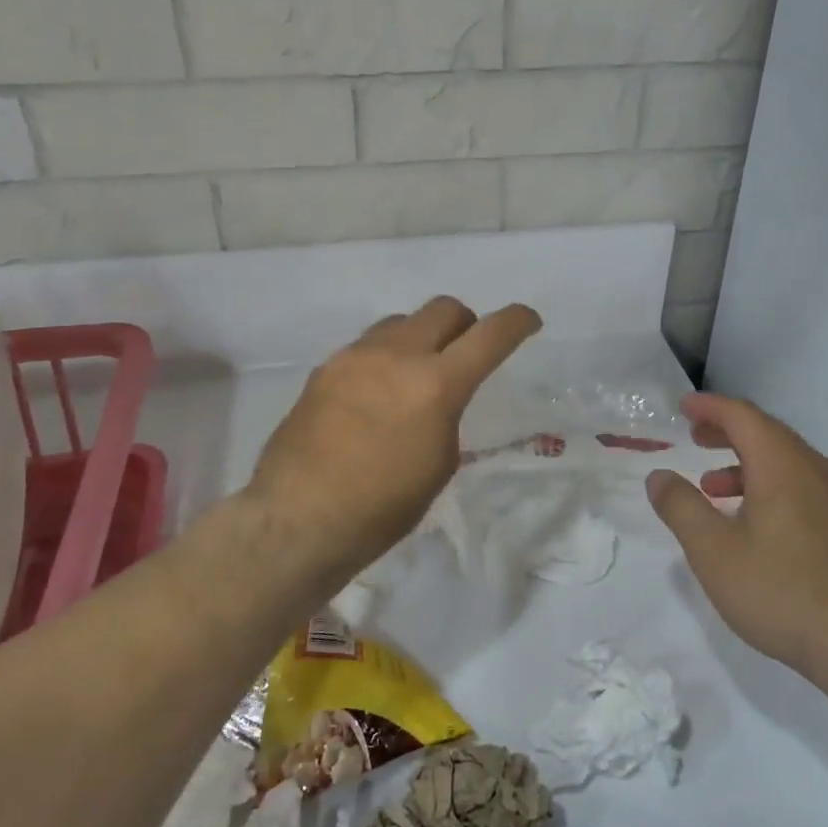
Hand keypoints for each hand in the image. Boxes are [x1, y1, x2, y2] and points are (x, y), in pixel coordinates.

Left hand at [245, 297, 540, 584]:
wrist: (298, 518)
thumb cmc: (382, 507)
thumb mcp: (439, 463)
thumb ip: (447, 414)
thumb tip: (437, 396)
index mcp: (436, 384)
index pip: (490, 335)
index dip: (517, 321)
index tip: (529, 321)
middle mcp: (396, 355)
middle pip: (444, 308)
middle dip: (466, 323)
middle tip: (466, 352)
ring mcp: (355, 356)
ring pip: (402, 321)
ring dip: (422, 336)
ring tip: (416, 374)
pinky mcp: (325, 367)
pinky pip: (368, 345)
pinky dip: (386, 356)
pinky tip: (377, 393)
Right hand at [647, 393, 827, 682]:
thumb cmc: (780, 589)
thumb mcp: (713, 550)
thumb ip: (681, 507)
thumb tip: (658, 476)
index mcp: (781, 463)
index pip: (742, 415)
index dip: (710, 406)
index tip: (682, 406)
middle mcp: (813, 469)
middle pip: (766, 433)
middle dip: (727, 430)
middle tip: (695, 435)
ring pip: (784, 461)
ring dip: (744, 462)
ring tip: (712, 486)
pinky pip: (798, 485)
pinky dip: (766, 485)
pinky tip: (750, 521)